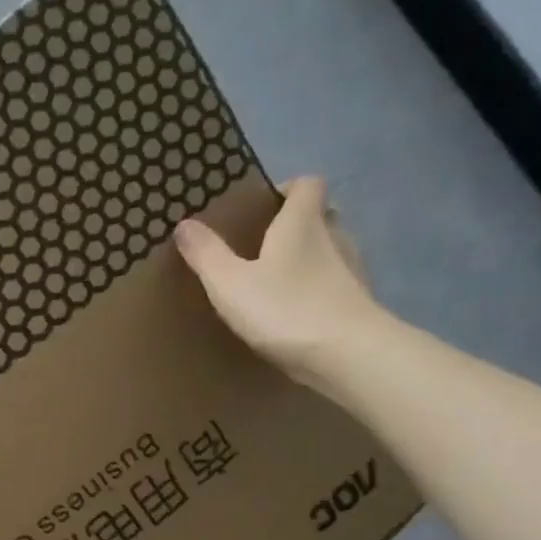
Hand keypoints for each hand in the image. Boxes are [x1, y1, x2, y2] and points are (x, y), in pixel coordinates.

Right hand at [175, 176, 383, 388]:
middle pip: (319, 216)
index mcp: (302, 222)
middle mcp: (333, 236)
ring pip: (328, 251)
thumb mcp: (230, 283)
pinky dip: (315, 290)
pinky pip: (333, 285)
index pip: (306, 185)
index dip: (286, 189)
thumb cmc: (285, 309)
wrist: (347, 355)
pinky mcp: (356, 303)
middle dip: (294, 225)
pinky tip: (294, 313)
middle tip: (261, 246)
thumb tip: (184, 223)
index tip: (261, 207)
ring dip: (306, 259)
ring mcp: (350, 271)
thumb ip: (207, 254)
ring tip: (274, 282)